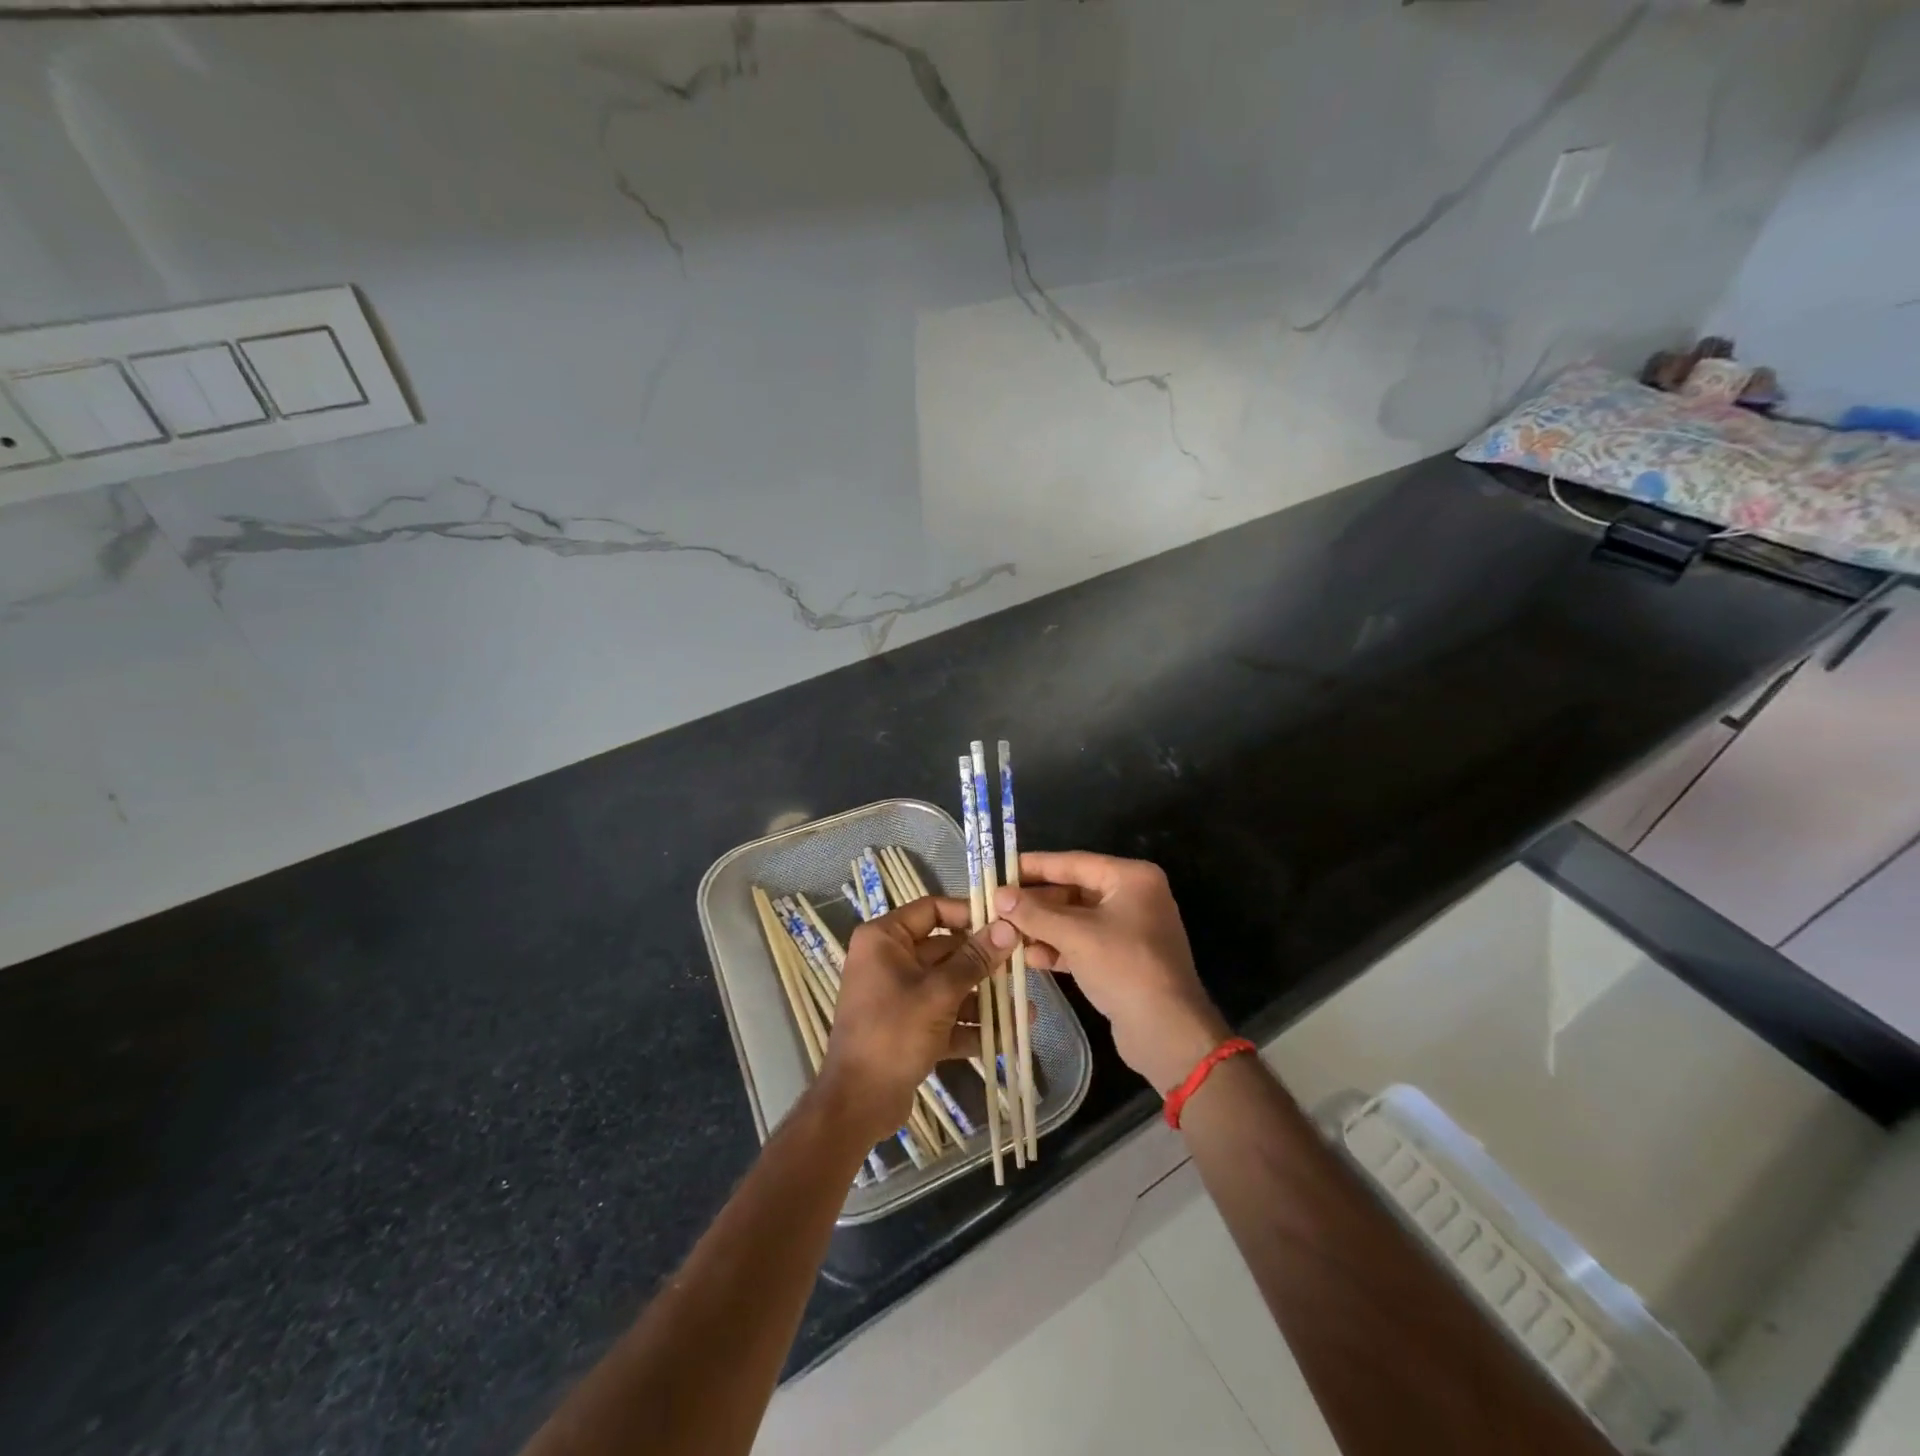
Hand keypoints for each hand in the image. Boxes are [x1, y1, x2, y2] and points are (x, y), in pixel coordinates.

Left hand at [815, 896, 1016, 1144]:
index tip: (1004, 923)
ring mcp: (898, 995)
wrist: (858, 1103)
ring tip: (1024, 1010)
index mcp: (884, 939)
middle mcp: (889, 960)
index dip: (968, 913)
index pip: (932, 909)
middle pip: (945, 950)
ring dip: (983, 999)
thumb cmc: (893, 1033)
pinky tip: (1007, 1036)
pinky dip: (970, 1026)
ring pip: (948, 986)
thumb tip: (1008, 928)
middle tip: (1022, 966)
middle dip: (984, 963)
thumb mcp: (939, 993)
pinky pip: (944, 1016)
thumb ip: (975, 960)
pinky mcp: (907, 1027)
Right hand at [993, 852, 1228, 1093]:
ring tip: (1006, 934)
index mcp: (1131, 878)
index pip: (1074, 862)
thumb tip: (998, 895)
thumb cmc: (1124, 967)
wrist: (1167, 1032)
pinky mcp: (1122, 959)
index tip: (1001, 869)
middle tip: (997, 907)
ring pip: (1075, 920)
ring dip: (1042, 927)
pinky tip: (1030, 957)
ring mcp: (1129, 930)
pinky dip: (1058, 948)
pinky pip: (1083, 944)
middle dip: (1036, 903)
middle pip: (1073, 891)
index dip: (1034, 866)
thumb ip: (1034, 912)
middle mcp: (1133, 897)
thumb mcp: (1075, 934)